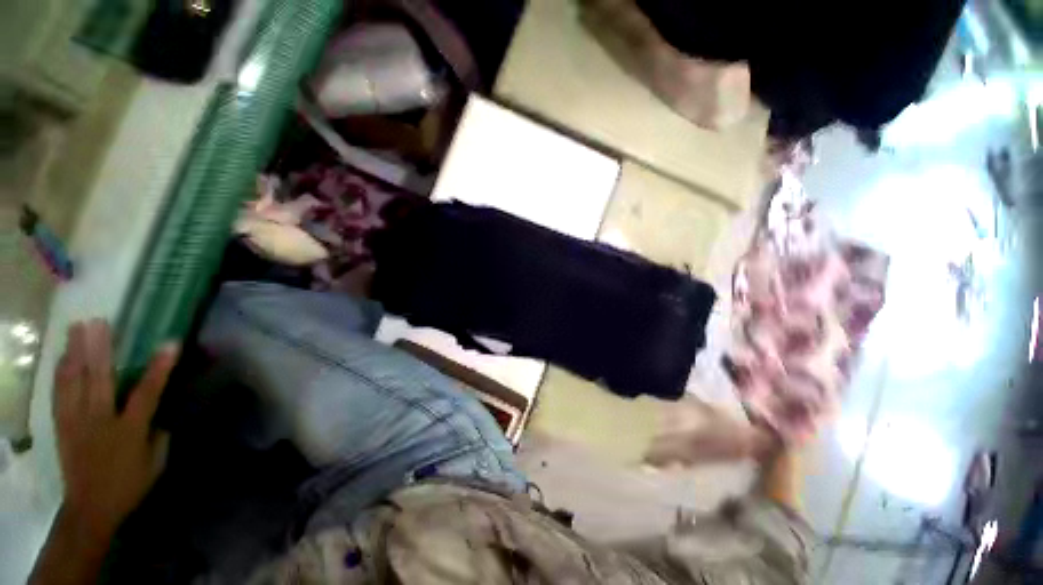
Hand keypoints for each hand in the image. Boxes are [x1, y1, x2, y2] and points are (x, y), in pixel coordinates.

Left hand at [53, 320, 178, 537]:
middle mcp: (100, 420)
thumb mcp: (154, 464)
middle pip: (99, 379)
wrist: (89, 509)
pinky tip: (62, 357)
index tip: (171, 343)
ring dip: (75, 352)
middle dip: (99, 348)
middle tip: (99, 321)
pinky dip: (60, 372)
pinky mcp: (61, 425)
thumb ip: (158, 435)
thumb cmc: (128, 486)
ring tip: (76, 328)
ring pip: (73, 381)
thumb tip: (160, 414)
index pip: (148, 393)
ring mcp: (76, 421)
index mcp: (129, 430)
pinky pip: (59, 393)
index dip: (160, 367)